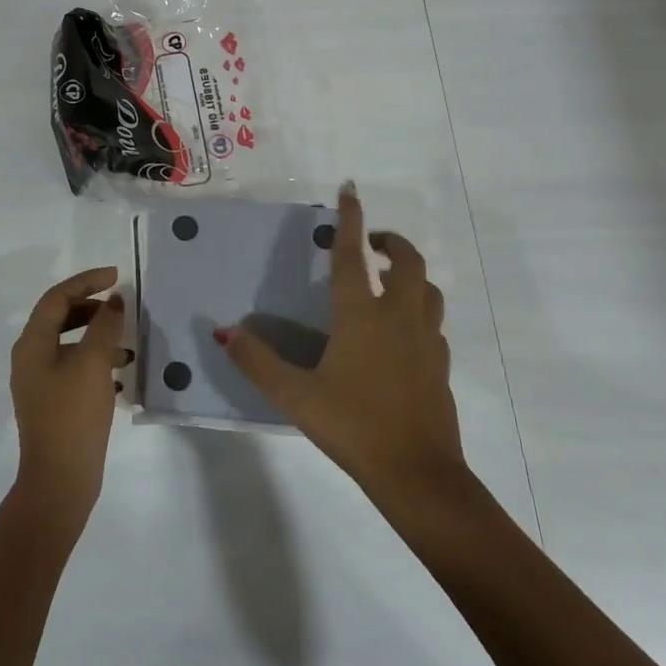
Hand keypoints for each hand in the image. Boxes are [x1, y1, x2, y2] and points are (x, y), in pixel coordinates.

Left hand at [9, 266, 127, 528]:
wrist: (60, 481)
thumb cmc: (73, 415)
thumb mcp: (93, 363)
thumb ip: (104, 326)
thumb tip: (113, 302)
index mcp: (32, 343)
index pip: (57, 297)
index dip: (86, 281)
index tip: (116, 276)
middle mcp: (30, 358)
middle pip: (60, 317)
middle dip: (91, 306)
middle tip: (120, 305)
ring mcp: (40, 382)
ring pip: (69, 343)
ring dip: (97, 334)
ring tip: (127, 340)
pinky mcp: (53, 403)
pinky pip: (74, 367)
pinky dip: (96, 360)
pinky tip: (121, 372)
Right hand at [217, 184, 466, 503]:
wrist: (419, 475)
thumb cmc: (354, 426)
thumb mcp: (296, 396)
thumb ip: (257, 361)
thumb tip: (224, 331)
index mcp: (362, 317)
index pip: (352, 257)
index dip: (350, 220)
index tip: (350, 189)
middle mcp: (398, 318)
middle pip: (407, 263)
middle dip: (392, 243)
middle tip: (371, 244)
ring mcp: (426, 342)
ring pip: (428, 290)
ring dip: (410, 275)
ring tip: (389, 282)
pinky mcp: (441, 367)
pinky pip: (433, 324)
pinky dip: (419, 312)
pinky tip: (403, 332)